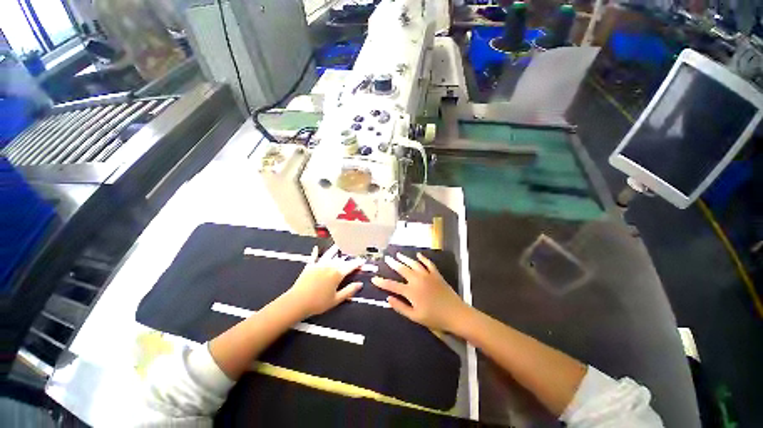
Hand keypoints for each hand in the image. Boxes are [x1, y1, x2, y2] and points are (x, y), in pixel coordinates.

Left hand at [284, 246, 363, 317]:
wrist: (297, 302)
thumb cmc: (318, 303)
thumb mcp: (336, 299)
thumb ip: (349, 290)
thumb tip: (360, 284)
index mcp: (337, 273)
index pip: (351, 265)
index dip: (358, 263)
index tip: (363, 261)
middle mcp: (329, 266)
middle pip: (341, 260)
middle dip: (348, 258)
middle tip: (352, 257)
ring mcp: (319, 264)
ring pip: (329, 254)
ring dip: (335, 250)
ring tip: (338, 246)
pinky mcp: (310, 266)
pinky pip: (314, 257)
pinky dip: (316, 252)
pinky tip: (316, 248)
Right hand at [372, 253, 469, 332]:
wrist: (456, 314)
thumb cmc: (435, 318)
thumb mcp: (415, 317)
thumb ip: (400, 307)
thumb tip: (388, 298)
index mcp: (411, 291)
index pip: (392, 285)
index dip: (382, 282)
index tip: (374, 279)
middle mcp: (417, 280)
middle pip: (402, 269)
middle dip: (393, 263)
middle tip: (387, 258)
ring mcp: (427, 275)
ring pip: (413, 264)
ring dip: (405, 258)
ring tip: (398, 254)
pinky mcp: (436, 274)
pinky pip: (428, 263)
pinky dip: (423, 258)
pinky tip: (418, 255)